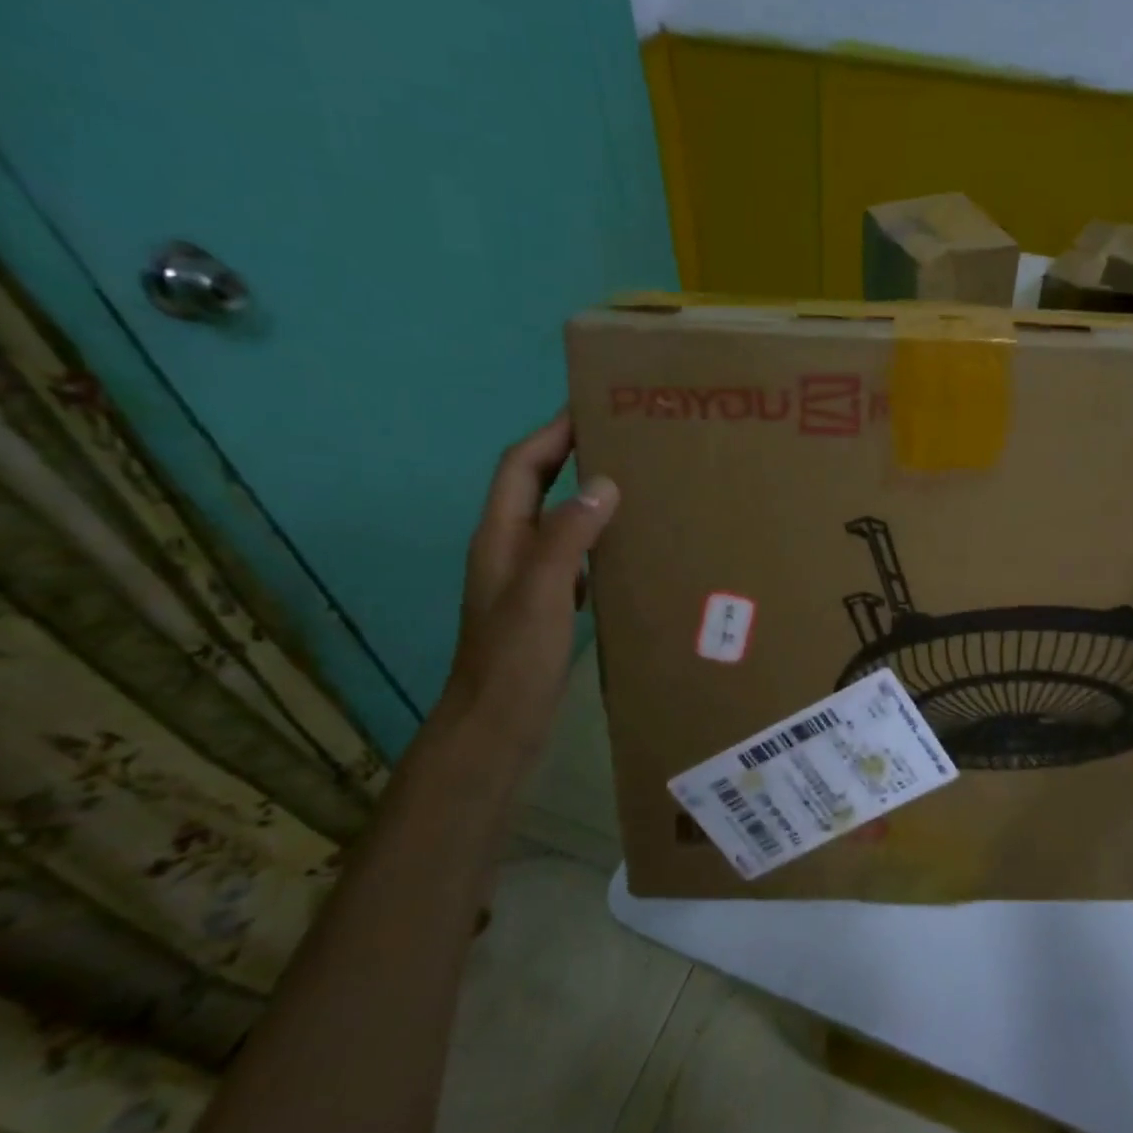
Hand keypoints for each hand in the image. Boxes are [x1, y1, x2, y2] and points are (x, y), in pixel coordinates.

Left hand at [440, 411, 618, 751]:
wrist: (496, 725)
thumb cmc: (514, 658)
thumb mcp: (541, 593)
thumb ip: (567, 536)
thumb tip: (603, 483)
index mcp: (501, 537)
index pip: (521, 466)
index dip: (551, 432)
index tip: (591, 406)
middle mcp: (510, 548)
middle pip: (537, 486)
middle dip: (571, 454)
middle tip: (624, 440)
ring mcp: (526, 578)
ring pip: (557, 520)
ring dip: (587, 495)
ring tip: (635, 483)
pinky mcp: (545, 603)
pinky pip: (573, 554)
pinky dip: (597, 537)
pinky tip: (628, 546)